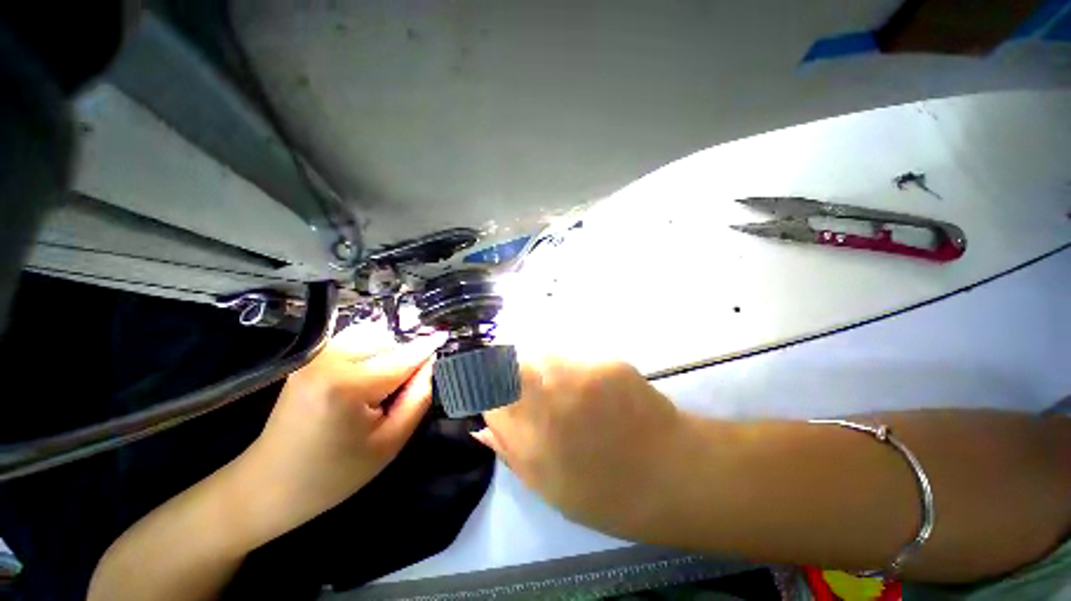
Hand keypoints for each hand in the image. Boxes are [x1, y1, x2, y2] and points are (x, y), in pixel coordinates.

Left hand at [234, 323, 443, 544]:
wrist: (267, 486)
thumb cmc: (333, 475)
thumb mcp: (389, 443)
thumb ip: (417, 397)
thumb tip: (430, 364)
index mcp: (348, 385)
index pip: (404, 357)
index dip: (428, 347)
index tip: (447, 336)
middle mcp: (329, 359)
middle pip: (389, 341)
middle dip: (406, 357)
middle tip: (407, 387)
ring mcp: (315, 356)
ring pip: (372, 336)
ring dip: (388, 352)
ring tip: (386, 383)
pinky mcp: (309, 358)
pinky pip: (354, 342)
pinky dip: (370, 351)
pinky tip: (367, 377)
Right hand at [474, 355, 687, 540]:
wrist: (669, 473)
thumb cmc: (604, 491)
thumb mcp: (546, 486)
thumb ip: (508, 450)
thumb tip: (478, 426)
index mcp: (527, 438)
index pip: (485, 389)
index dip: (480, 381)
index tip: (484, 381)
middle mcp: (546, 401)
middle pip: (508, 361)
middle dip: (505, 365)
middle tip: (519, 377)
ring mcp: (578, 377)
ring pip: (540, 352)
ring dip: (539, 362)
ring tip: (559, 383)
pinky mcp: (604, 363)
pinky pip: (573, 353)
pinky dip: (570, 362)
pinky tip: (587, 383)